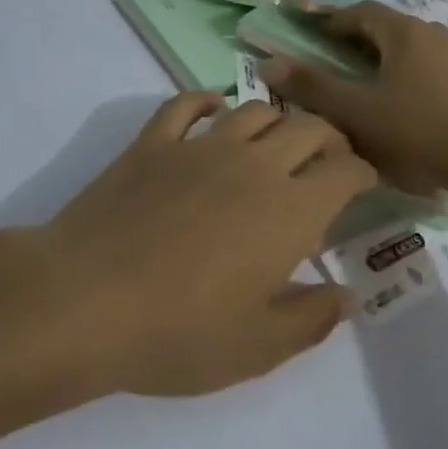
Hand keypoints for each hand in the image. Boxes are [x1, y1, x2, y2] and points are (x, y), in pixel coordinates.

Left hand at [41, 92, 375, 396]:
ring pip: (255, 109)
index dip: (364, 172)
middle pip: (310, 127)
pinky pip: (186, 105)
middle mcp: (255, 164)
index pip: (346, 170)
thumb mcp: (257, 348)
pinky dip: (206, 100)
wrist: (82, 300)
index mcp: (291, 210)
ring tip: (278, 139)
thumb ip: (311, 319)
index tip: (365, 184)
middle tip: (329, 160)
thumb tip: (346, 296)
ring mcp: (201, 146)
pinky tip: (213, 110)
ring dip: (277, 119)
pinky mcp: (154, 143)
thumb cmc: (178, 332)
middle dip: (331, 138)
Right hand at [260, 1, 447, 194]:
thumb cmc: (417, 132)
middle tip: (332, 51)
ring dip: (384, 53)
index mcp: (404, 33)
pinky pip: (430, 65)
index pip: (360, 12)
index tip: (308, 26)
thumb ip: (313, 87)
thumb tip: (269, 61)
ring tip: (365, 76)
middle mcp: (433, 33)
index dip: (331, 17)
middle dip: (356, 35)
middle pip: (387, 26)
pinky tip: (404, 98)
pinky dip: (407, 71)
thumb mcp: (357, 112)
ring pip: (411, 45)